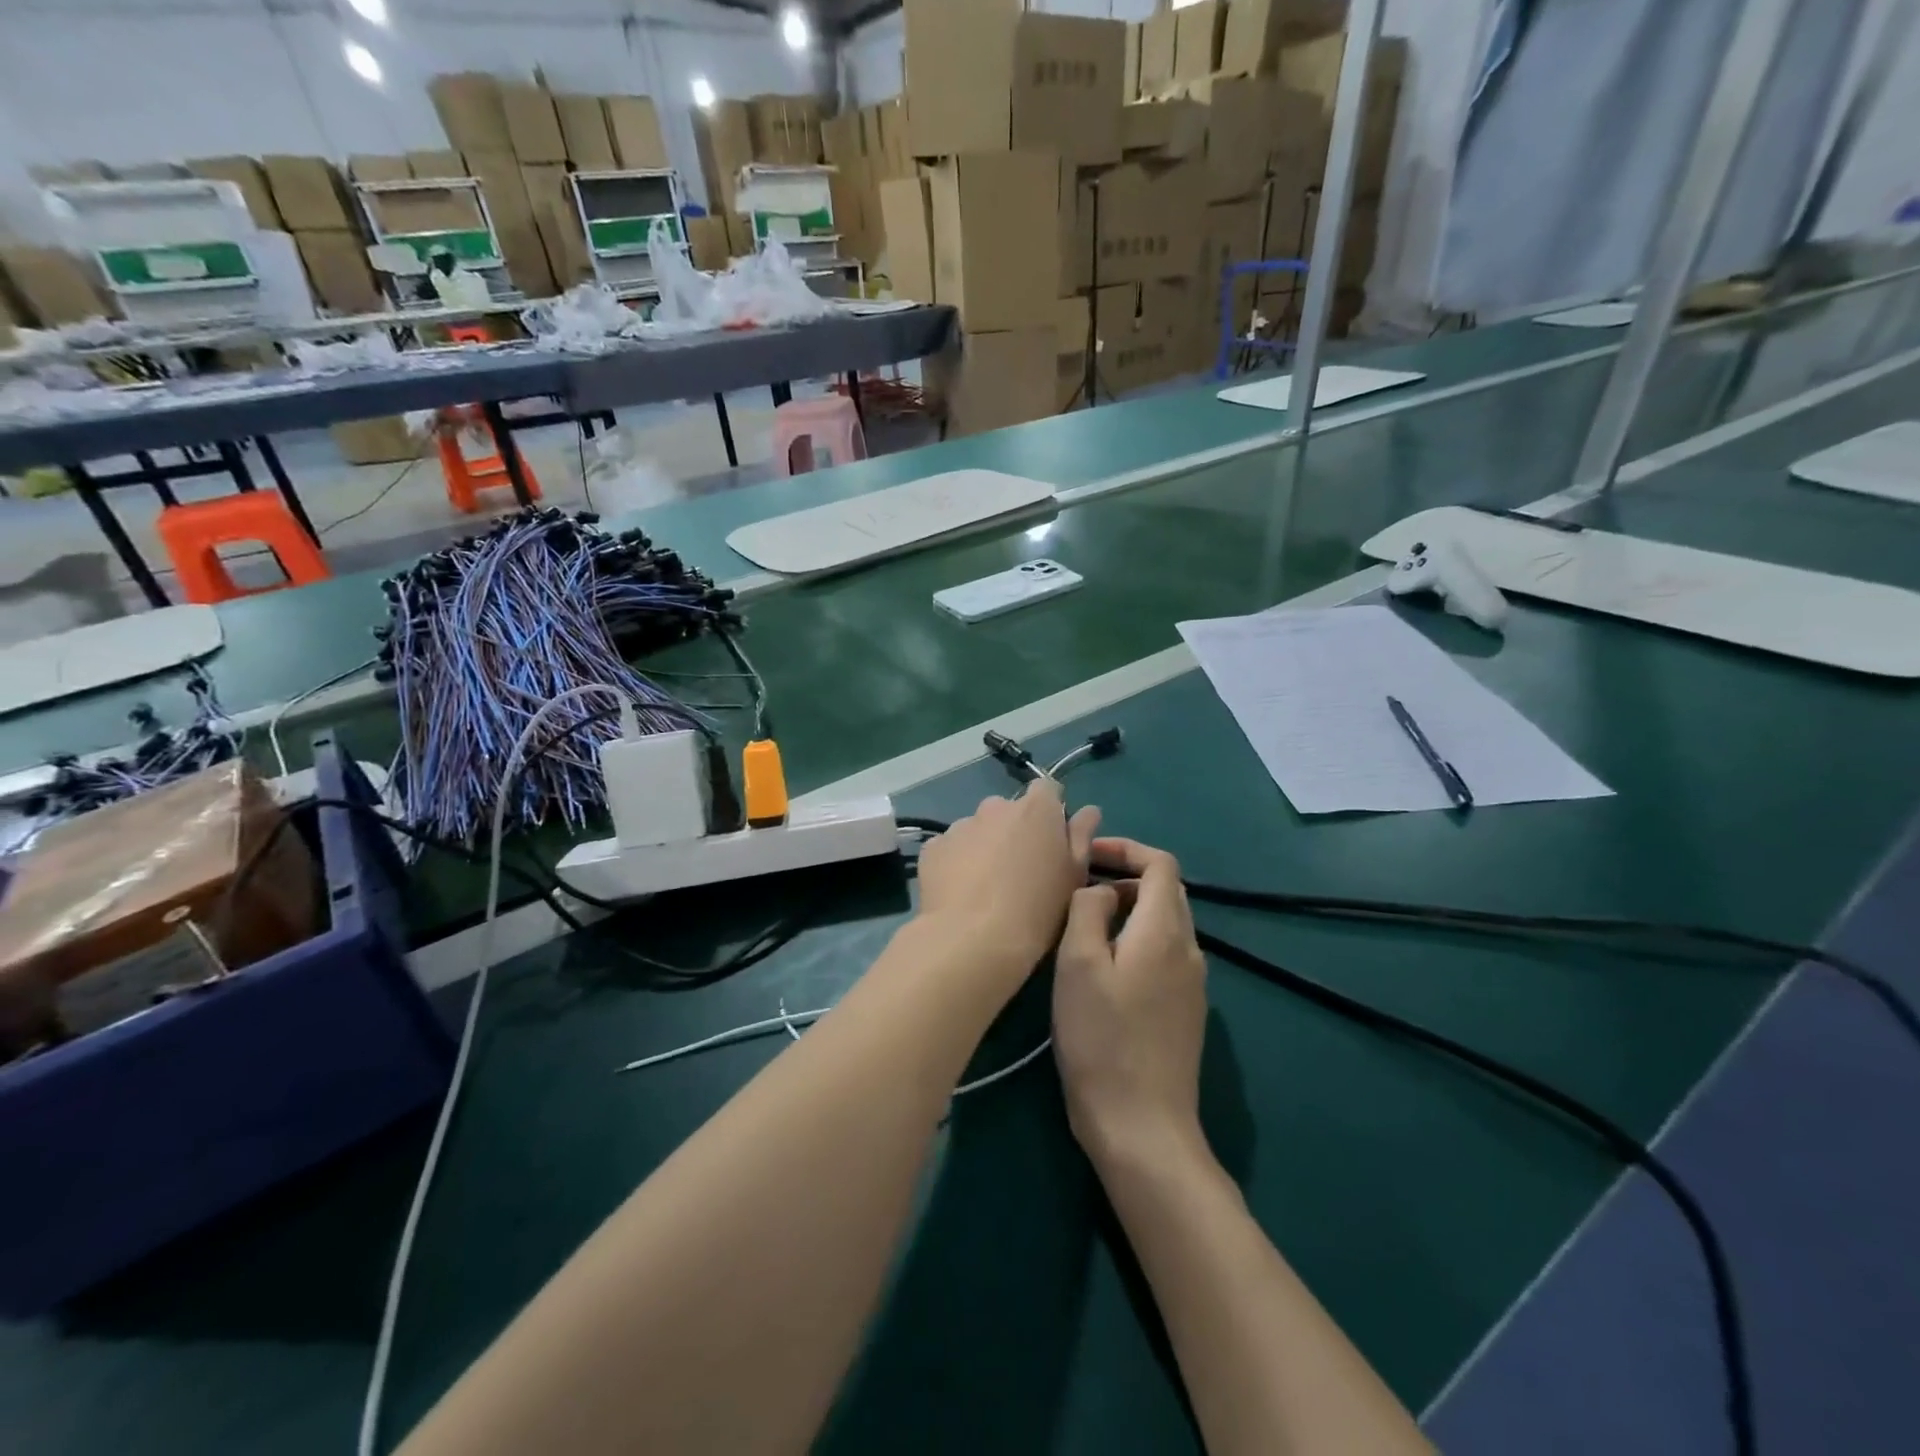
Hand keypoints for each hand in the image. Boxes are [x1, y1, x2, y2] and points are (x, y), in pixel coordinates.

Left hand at [915, 779, 1100, 976]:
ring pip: (978, 830)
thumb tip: (1088, 811)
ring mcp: (960, 825)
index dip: (1051, 810)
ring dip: (985, 847)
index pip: (1047, 788)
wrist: (972, 939)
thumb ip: (1081, 837)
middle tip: (1019, 870)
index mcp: (1036, 808)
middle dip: (1015, 831)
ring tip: (986, 887)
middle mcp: (995, 807)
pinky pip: (951, 849)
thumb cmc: (1036, 909)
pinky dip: (957, 863)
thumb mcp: (1074, 876)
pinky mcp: (933, 848)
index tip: (1052, 838)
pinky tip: (961, 893)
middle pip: (1010, 811)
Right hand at [1053, 838, 1208, 1169]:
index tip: (1087, 856)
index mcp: (1165, 931)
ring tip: (1084, 925)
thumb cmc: (1102, 1038)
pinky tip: (1103, 968)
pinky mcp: (1185, 1011)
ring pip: (1164, 924)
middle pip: (1166, 891)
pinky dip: (1135, 940)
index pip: (1161, 863)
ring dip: (1128, 910)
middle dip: (1125, 877)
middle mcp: (1189, 949)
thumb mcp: (1079, 964)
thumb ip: (1088, 910)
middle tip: (1080, 888)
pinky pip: (1164, 954)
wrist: (1141, 1126)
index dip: (1126, 849)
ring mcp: (1192, 983)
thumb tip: (1101, 891)